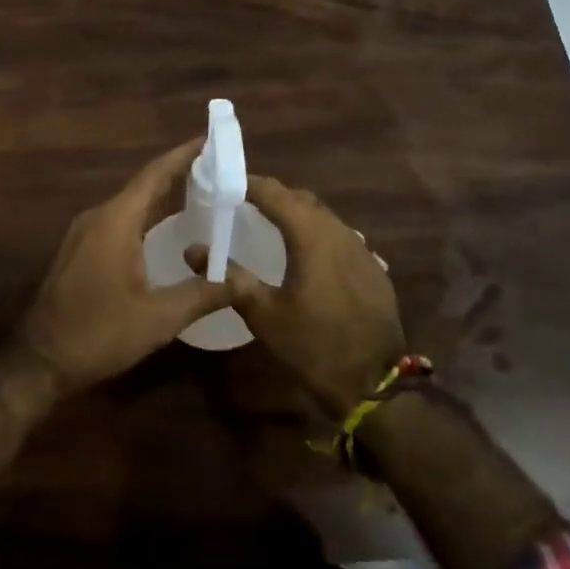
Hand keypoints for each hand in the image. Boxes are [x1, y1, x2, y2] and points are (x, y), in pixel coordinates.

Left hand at [13, 139, 232, 393]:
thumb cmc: (98, 333)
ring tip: (199, 192)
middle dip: (179, 173)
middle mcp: (98, 216)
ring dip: (162, 195)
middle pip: (143, 185)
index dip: (184, 155)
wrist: (39, 359)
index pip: (155, 175)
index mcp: (116, 221)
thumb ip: (202, 294)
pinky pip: (119, 219)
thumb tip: (243, 280)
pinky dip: (146, 215)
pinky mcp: (80, 249)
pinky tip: (164, 228)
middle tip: (217, 168)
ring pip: (130, 203)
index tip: (211, 139)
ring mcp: (84, 232)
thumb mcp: (158, 319)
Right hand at [228, 176, 406, 417]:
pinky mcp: (373, 267)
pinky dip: (317, 234)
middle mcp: (338, 231)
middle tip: (242, 203)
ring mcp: (361, 249)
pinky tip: (306, 254)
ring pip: (323, 216)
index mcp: (310, 235)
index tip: (224, 184)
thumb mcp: (264, 314)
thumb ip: (230, 278)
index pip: (274, 192)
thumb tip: (193, 250)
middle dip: (272, 195)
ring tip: (271, 225)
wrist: (376, 384)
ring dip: (296, 213)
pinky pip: (340, 236)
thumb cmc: (314, 345)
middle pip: (300, 199)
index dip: (248, 183)